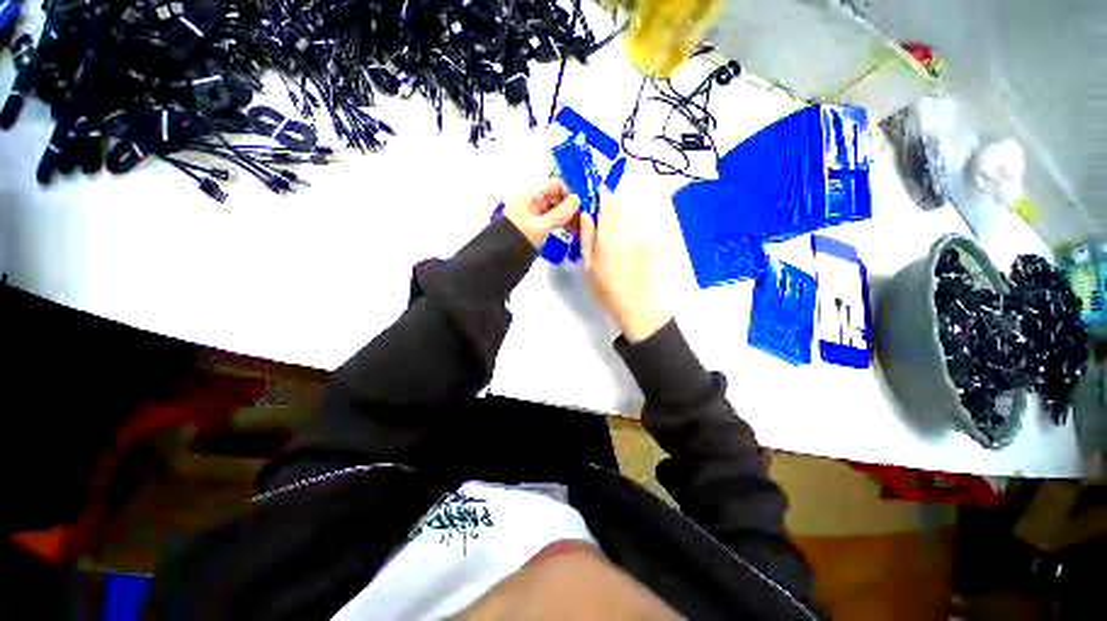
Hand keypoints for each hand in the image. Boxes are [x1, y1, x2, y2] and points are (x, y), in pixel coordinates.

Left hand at [502, 178, 580, 247]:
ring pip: (556, 209)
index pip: (554, 184)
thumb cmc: (512, 240)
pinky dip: (562, 223)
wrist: (500, 258)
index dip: (568, 192)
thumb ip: (560, 213)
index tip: (580, 203)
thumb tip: (575, 202)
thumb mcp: (540, 226)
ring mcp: (534, 215)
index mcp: (529, 196)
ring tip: (579, 224)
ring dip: (568, 215)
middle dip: (570, 205)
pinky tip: (571, 229)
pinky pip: (552, 220)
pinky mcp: (536, 226)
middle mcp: (532, 203)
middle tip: (583, 215)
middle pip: (556, 197)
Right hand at [580, 190, 670, 341]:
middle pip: (621, 204)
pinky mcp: (651, 244)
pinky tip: (623, 241)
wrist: (638, 308)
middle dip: (611, 200)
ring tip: (612, 225)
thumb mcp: (589, 267)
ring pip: (630, 214)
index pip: (607, 204)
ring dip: (620, 212)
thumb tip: (587, 214)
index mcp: (609, 238)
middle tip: (602, 206)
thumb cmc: (607, 291)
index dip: (602, 193)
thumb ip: (587, 238)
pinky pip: (638, 226)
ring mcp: (642, 238)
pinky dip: (629, 225)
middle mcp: (628, 233)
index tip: (595, 191)